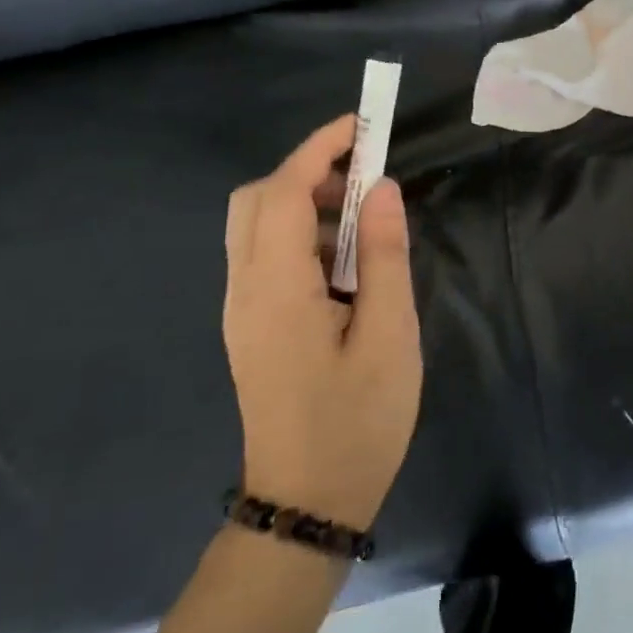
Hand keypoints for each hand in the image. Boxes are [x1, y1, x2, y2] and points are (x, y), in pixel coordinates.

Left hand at [224, 116, 422, 530]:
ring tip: (362, 215)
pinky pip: (263, 254)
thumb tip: (381, 188)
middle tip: (365, 177)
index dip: (319, 148)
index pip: (284, 191)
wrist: (305, 507)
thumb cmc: (356, 423)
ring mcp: (242, 308)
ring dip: (304, 199)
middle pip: (256, 199)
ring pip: (255, 225)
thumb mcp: (389, 336)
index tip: (362, 124)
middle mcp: (245, 289)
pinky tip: (342, 258)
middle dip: (308, 169)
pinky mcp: (250, 324)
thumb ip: (383, 255)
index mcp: (276, 289)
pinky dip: (298, 231)